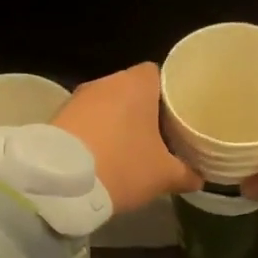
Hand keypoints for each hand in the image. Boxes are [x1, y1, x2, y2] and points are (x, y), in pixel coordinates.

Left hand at [53, 63, 199, 214]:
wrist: (60, 184)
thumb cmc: (122, 166)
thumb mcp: (164, 176)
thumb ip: (187, 173)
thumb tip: (200, 178)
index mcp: (136, 84)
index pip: (159, 73)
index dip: (171, 92)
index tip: (179, 113)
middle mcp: (106, 82)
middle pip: (133, 90)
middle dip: (146, 110)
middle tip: (162, 134)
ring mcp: (78, 98)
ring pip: (108, 105)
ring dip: (118, 122)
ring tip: (132, 147)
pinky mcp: (58, 117)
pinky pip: (87, 120)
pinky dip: (97, 133)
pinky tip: (104, 155)